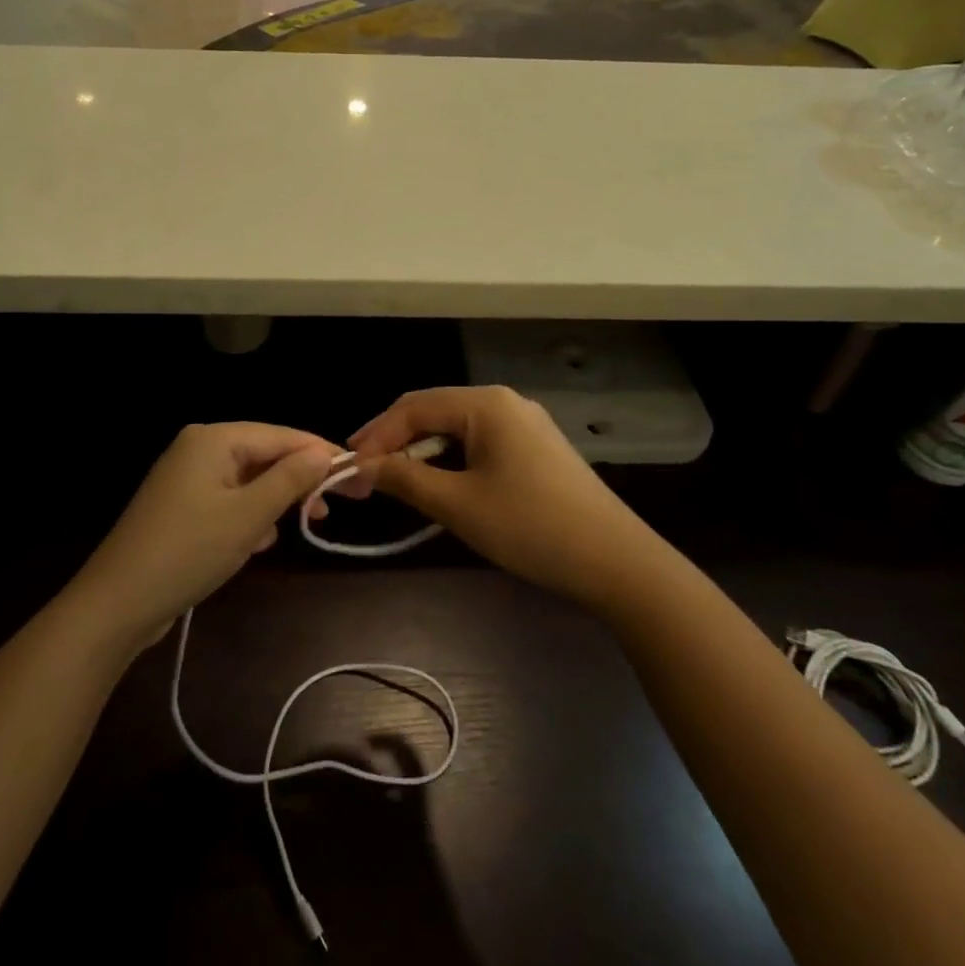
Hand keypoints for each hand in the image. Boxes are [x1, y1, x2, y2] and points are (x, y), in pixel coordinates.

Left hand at [68, 424, 338, 652]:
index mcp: (213, 439)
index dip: (320, 453)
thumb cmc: (188, 551)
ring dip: (275, 501)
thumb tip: (324, 453)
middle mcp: (198, 448)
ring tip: (303, 524)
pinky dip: (249, 516)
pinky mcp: (181, 507)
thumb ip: (289, 480)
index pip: (280, 435)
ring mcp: (186, 478)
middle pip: (263, 455)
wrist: (117, 604)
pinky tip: (259, 543)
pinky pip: (228, 500)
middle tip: (333, 507)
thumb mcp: (248, 516)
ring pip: (248, 480)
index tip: (357, 475)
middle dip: (297, 480)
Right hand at [349, 386, 651, 603]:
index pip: (413, 407)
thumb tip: (362, 467)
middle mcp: (505, 403)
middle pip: (434, 412)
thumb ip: (405, 479)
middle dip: (396, 442)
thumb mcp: (458, 504)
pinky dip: (451, 461)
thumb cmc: (531, 527)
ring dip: (423, 453)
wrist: (616, 562)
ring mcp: (525, 425)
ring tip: (396, 482)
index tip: (348, 465)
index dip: (376, 434)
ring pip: (456, 430)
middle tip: (366, 474)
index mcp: (486, 404)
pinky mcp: (536, 449)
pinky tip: (441, 486)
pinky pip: (480, 444)